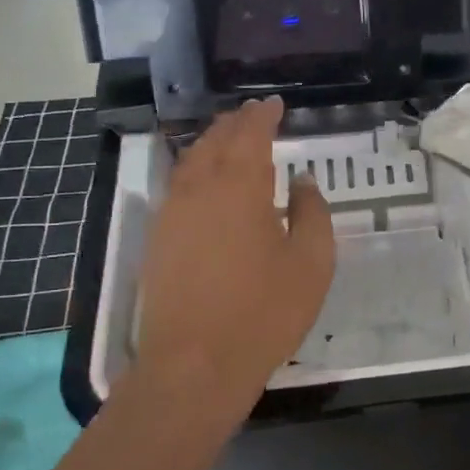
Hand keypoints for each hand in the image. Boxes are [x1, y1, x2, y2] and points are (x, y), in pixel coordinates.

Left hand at [134, 99, 334, 410]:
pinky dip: (194, 168)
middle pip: (216, 140)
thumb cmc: (264, 313)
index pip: (250, 134)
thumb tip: (301, 181)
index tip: (275, 103)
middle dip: (236, 123)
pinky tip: (203, 179)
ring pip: (191, 160)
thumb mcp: (311, 263)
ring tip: (229, 137)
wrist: (194, 365)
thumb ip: (312, 213)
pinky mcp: (158, 238)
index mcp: (241, 187)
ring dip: (212, 142)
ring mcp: (173, 213)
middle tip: (254, 114)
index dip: (263, 115)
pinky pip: (177, 185)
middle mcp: (200, 188)